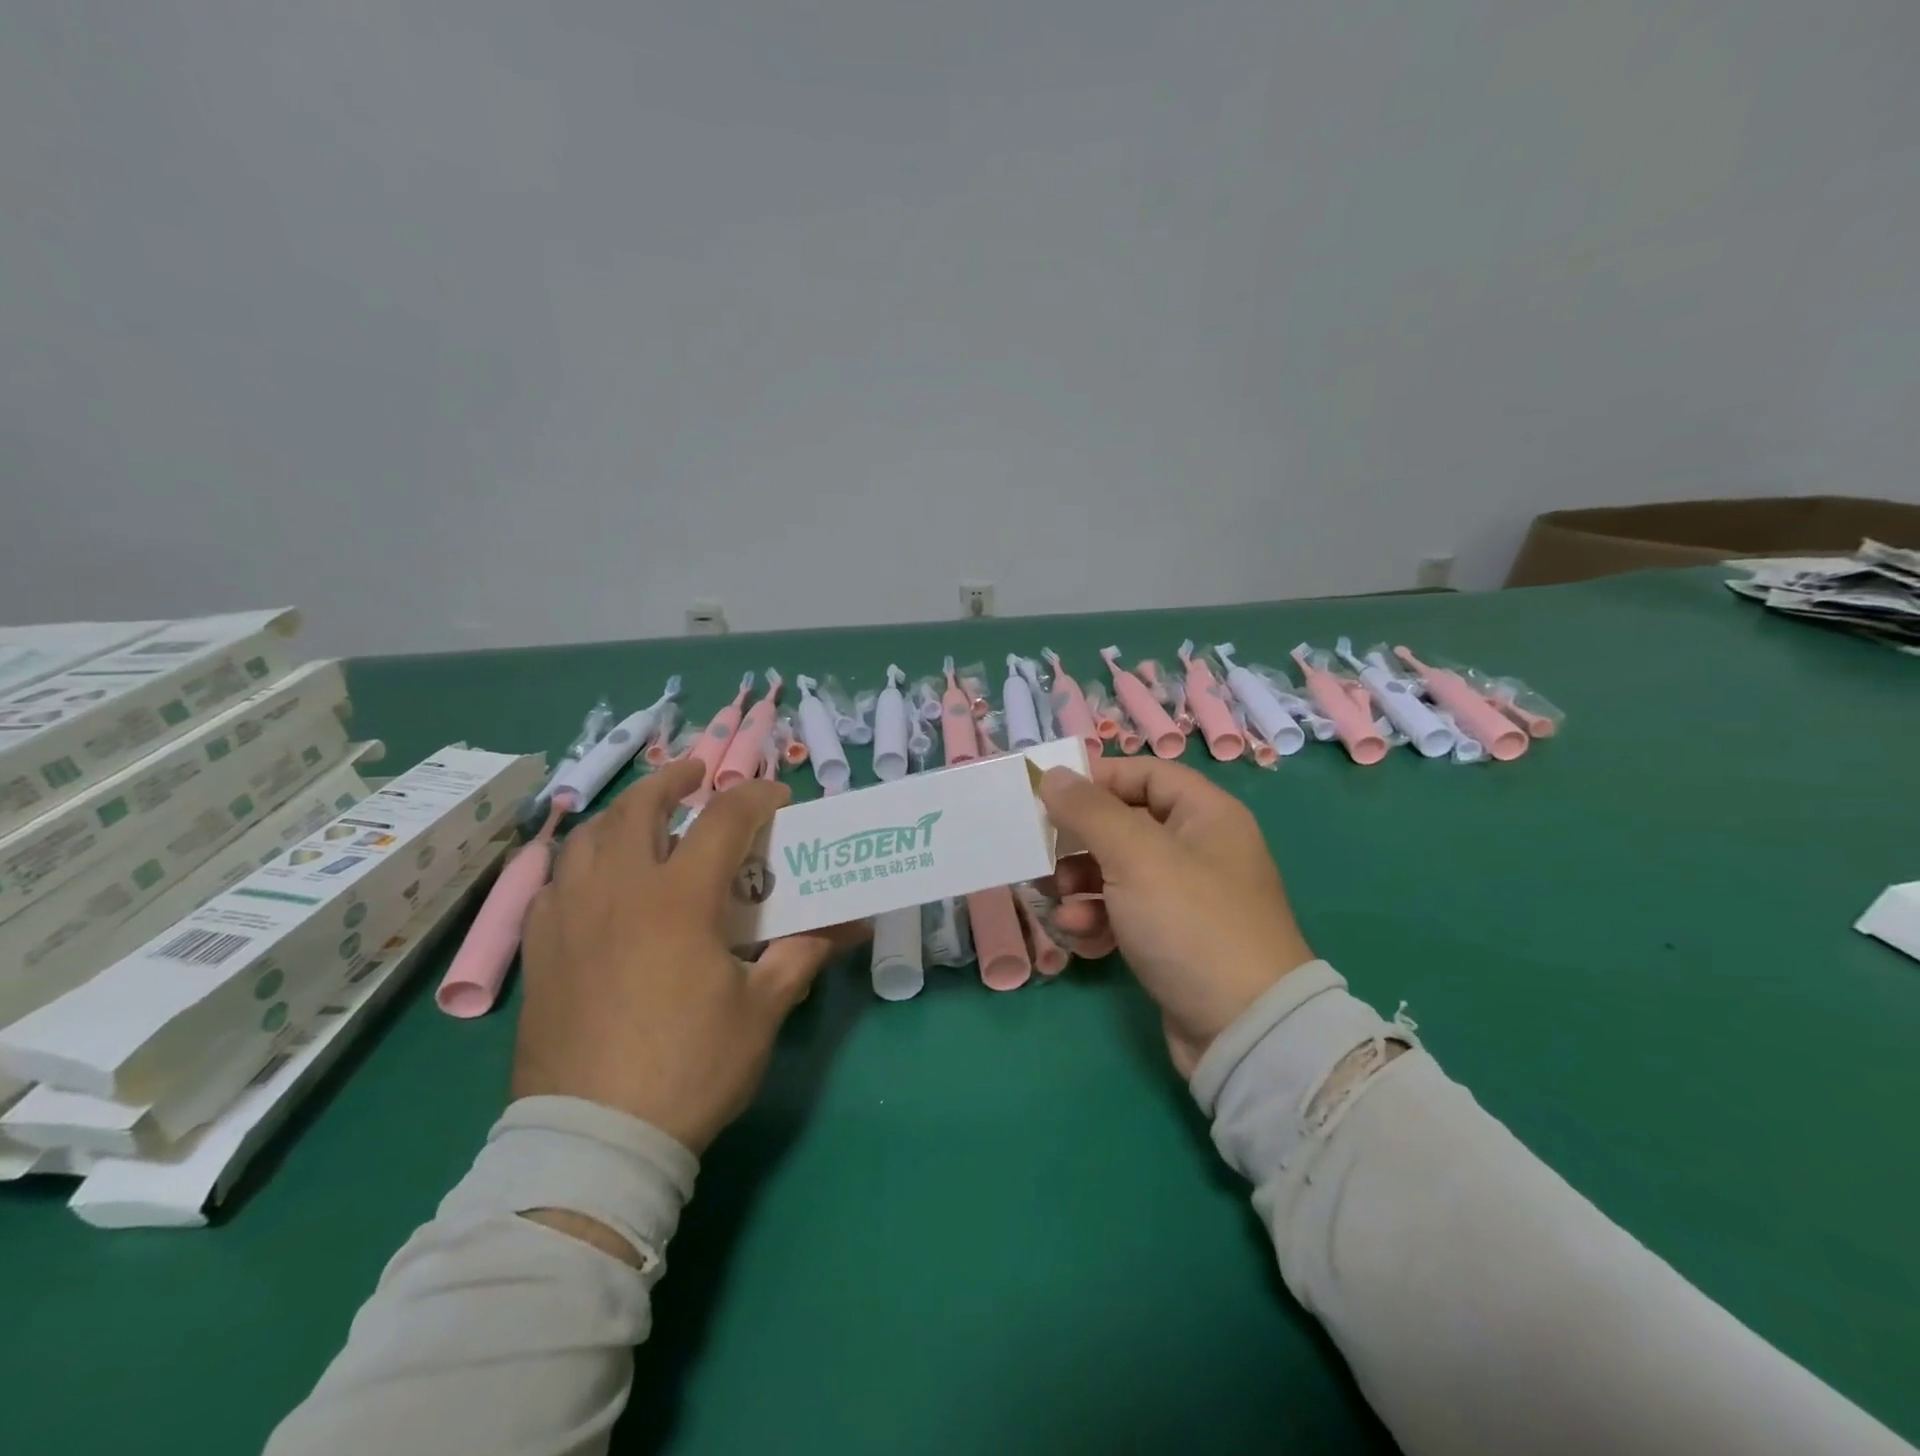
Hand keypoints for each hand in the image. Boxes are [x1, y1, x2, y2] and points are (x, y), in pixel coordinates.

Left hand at [512, 758, 858, 1154]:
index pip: (723, 820)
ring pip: (587, 837)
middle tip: (697, 775)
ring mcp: (569, 917)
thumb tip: (852, 925)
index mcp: (678, 898)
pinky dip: (581, 862)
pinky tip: (595, 879)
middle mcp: (618, 890)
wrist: (595, 1139)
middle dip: (672, 780)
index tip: (778, 797)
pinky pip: (554, 882)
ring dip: (621, 814)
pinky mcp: (539, 950)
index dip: (755, 797)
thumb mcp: (762, 1010)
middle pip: (639, 808)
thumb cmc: (690, 1067)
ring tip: (644, 817)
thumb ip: (803, 955)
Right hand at [1041, 758, 1314, 1077]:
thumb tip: (1053, 775)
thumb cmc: (1191, 923)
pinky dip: (1098, 918)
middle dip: (1081, 841)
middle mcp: (1199, 848)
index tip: (1050, 793)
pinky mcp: (1172, 939)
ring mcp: (1186, 897)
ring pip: (1118, 871)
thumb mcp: (1135, 856)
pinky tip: (1080, 935)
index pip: (1145, 774)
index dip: (1098, 778)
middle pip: (1125, 824)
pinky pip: (1124, 912)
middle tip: (1045, 854)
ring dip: (1082, 883)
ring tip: (1061, 901)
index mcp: (1206, 815)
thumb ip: (1089, 811)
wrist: (1243, 1031)